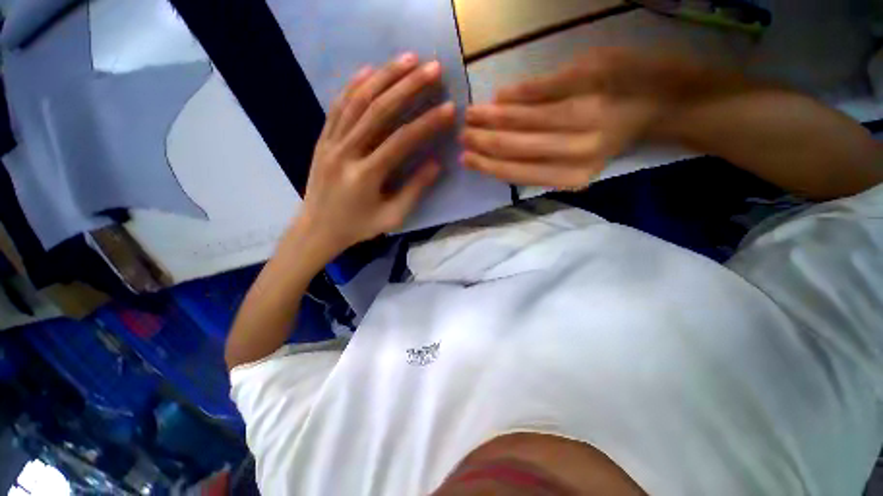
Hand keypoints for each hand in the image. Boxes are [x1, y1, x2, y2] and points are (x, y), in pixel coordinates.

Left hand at [295, 53, 455, 256]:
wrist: (318, 228)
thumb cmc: (358, 226)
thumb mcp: (392, 216)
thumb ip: (414, 190)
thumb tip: (436, 163)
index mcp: (366, 176)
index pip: (401, 141)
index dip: (427, 123)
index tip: (449, 108)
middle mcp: (346, 153)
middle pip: (378, 111)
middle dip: (408, 86)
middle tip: (432, 68)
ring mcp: (330, 143)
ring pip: (357, 101)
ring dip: (383, 77)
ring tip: (407, 58)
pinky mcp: (322, 139)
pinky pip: (338, 106)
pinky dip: (354, 85)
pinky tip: (370, 70)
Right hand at [461, 48, 700, 188]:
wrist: (669, 102)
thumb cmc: (619, 140)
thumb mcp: (580, 167)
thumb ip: (541, 165)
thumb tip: (501, 156)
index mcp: (571, 175)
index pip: (514, 172)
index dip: (486, 165)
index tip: (465, 158)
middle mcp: (574, 150)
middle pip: (512, 145)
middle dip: (481, 140)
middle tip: (462, 133)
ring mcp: (582, 111)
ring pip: (520, 117)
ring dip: (489, 116)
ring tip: (471, 114)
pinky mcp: (589, 76)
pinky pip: (540, 88)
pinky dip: (515, 93)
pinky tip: (499, 95)